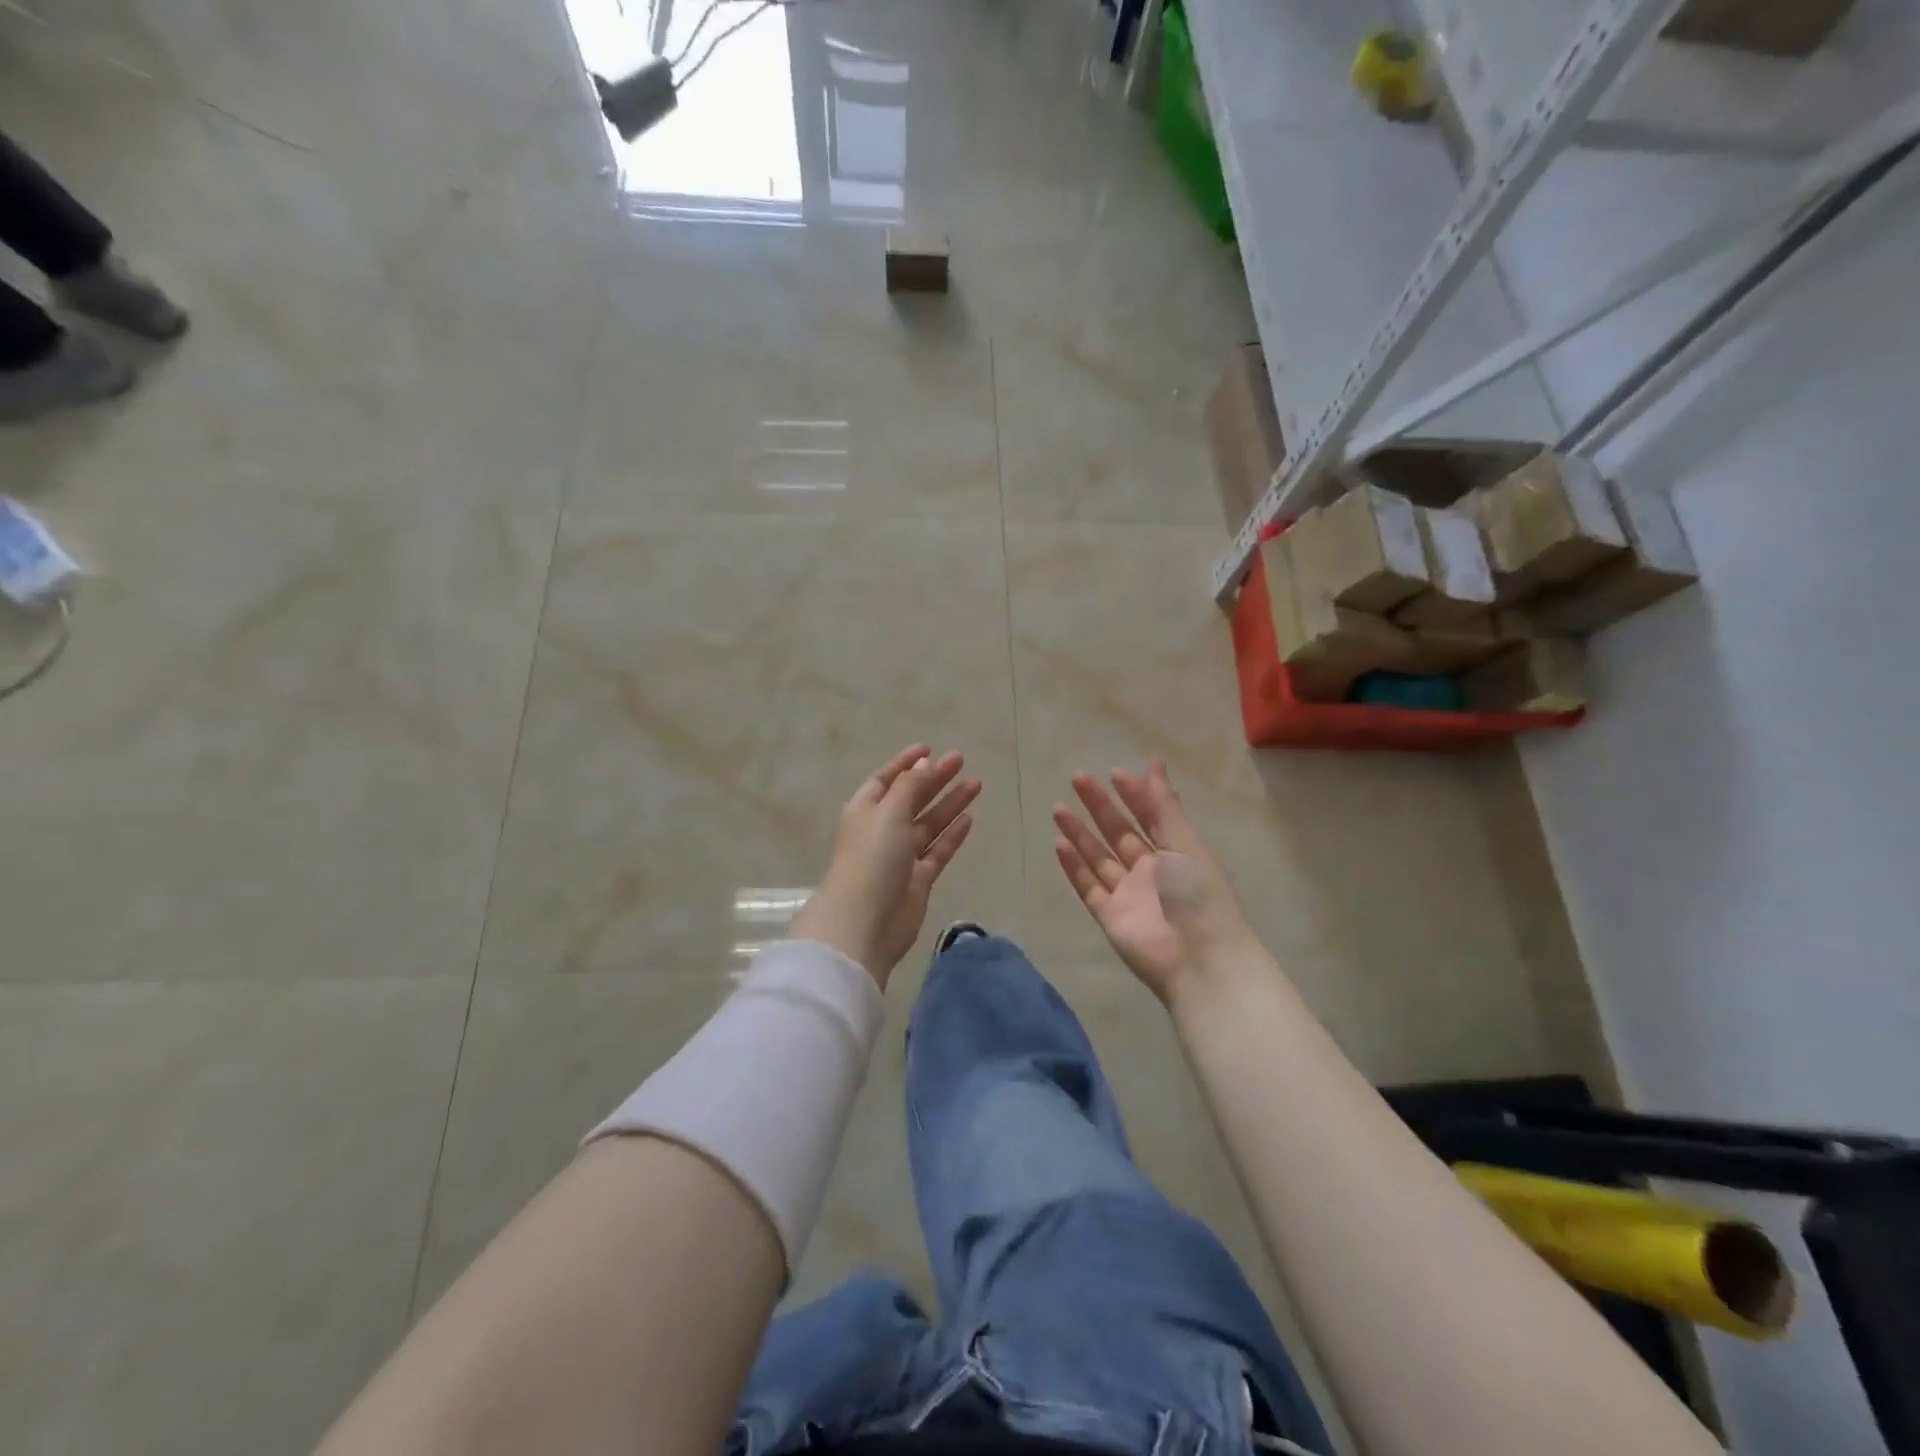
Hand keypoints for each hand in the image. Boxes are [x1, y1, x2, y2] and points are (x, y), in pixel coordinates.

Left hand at [790, 745, 979, 986]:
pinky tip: (969, 818)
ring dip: (949, 804)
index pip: (886, 779)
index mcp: (865, 810)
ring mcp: (900, 856)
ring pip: (928, 824)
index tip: (930, 748)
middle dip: (934, 779)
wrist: (865, 923)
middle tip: (961, 761)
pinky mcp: (917, 880)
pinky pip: (937, 850)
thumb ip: (909, 786)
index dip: (906, 763)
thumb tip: (923, 762)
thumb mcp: (889, 813)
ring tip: (976, 784)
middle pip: (911, 798)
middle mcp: (882, 830)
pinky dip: (952, 835)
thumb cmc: (872, 858)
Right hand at [1051, 761, 1258, 1005]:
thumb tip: (1154, 762)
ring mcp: (1127, 894)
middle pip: (1118, 832)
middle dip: (1099, 806)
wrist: (1199, 959)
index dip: (1133, 794)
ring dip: (1079, 833)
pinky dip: (1074, 866)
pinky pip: (1087, 886)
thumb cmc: (1199, 895)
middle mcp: (1149, 871)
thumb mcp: (1184, 844)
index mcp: (1175, 853)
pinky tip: (1059, 844)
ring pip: (1098, 857)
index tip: (1113, 772)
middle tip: (1077, 778)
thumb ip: (1163, 806)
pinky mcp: (1109, 916)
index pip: (1149, 816)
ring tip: (1058, 808)